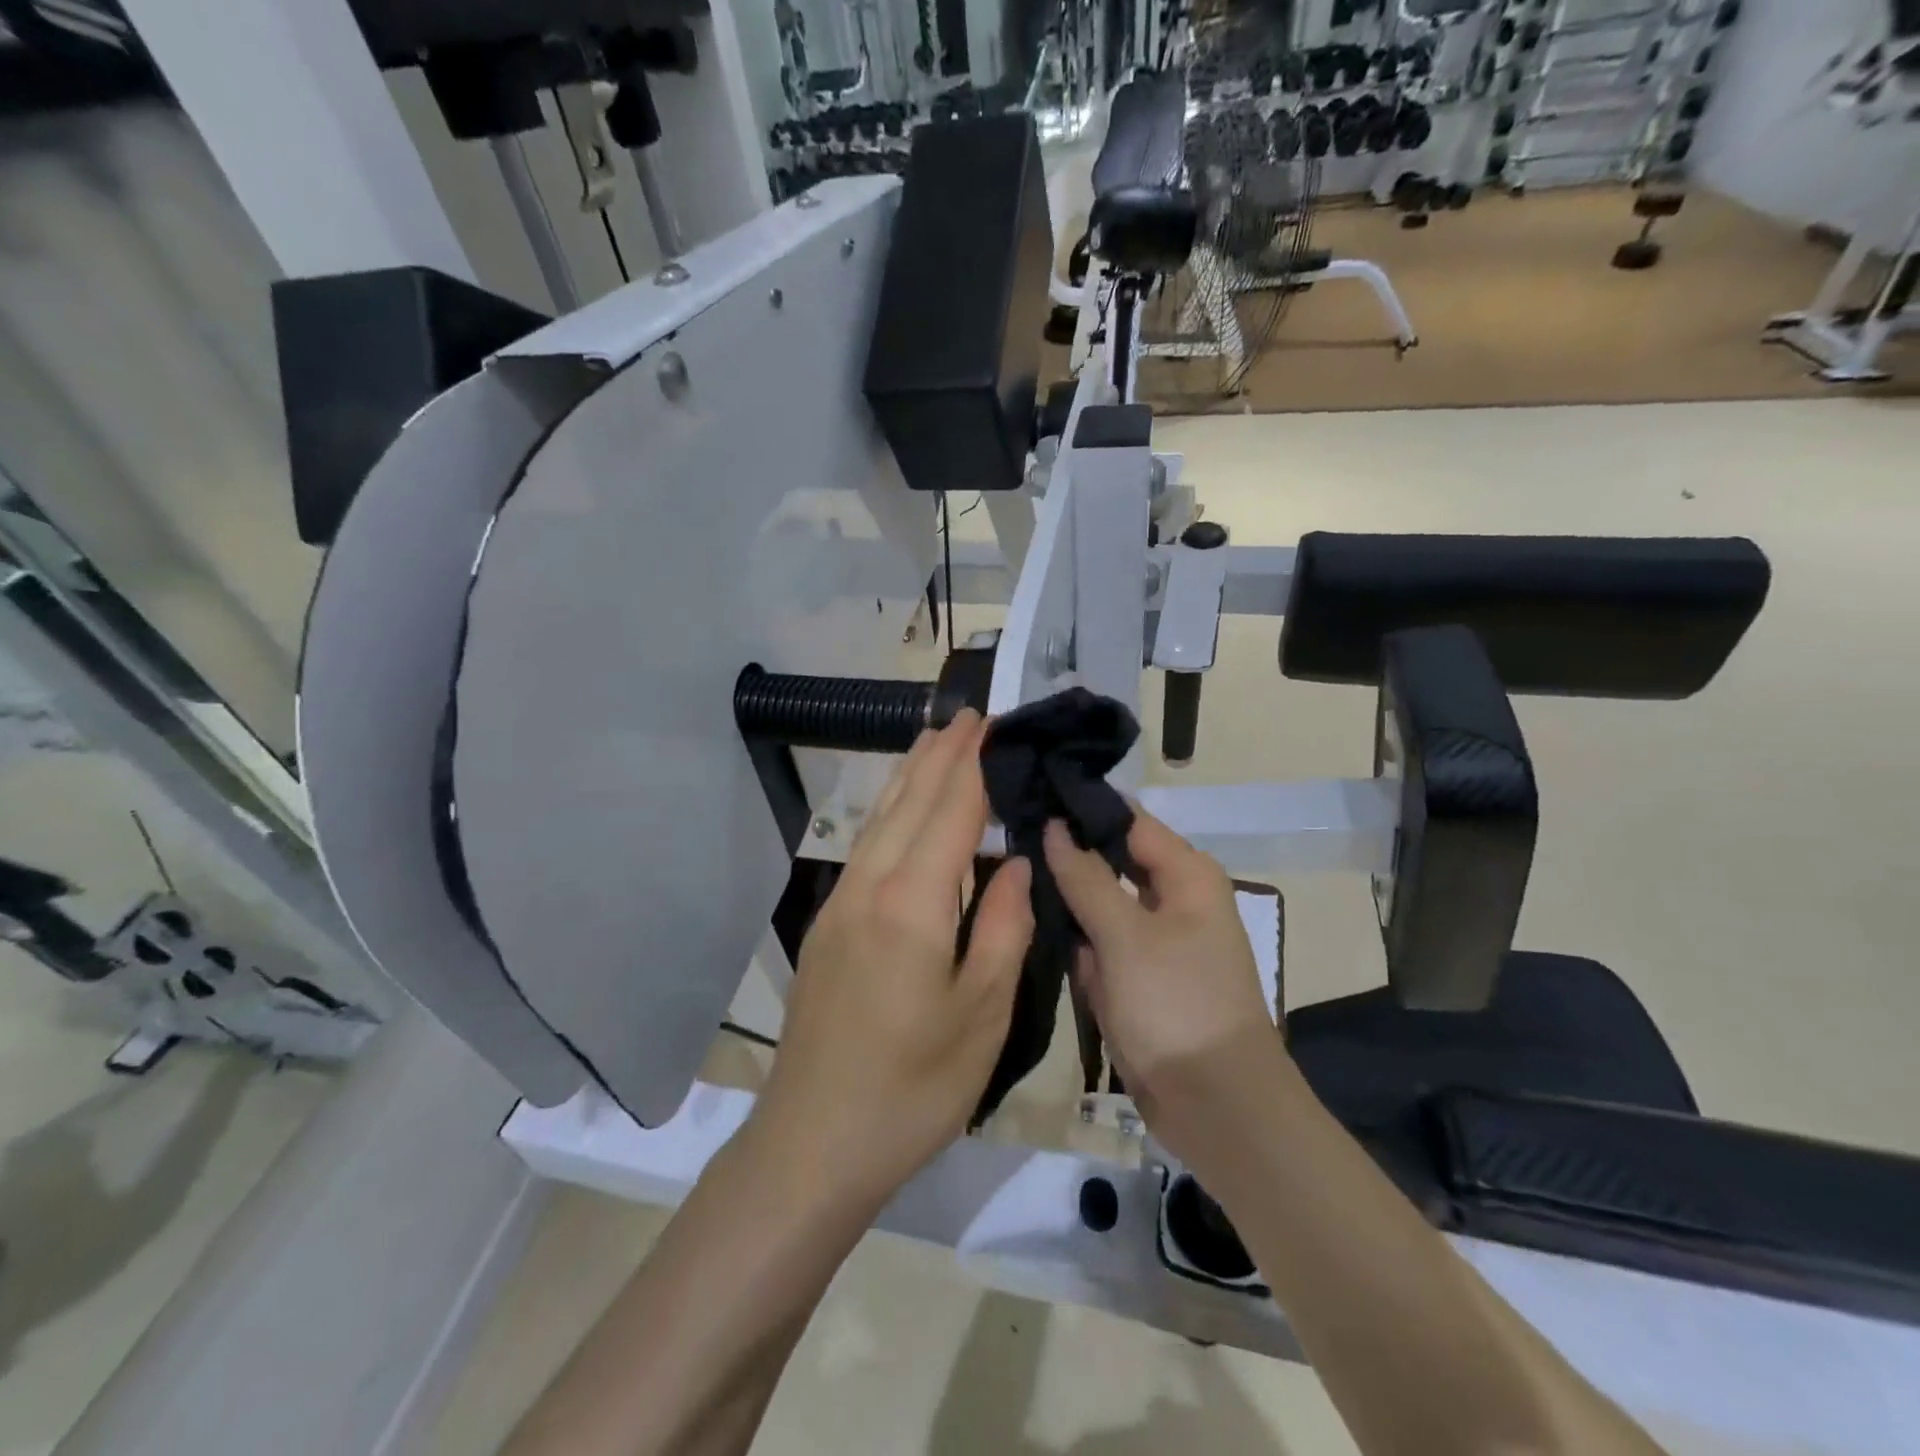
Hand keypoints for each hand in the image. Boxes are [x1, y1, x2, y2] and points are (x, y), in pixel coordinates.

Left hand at [757, 711, 1034, 1207]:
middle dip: (940, 754)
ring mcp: (840, 903)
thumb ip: (1004, 927)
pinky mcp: (827, 924)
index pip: (950, 810)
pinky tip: (904, 811)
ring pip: (880, 817)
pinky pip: (867, 845)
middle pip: (908, 800)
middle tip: (969, 715)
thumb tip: (1013, 863)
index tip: (994, 723)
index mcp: (912, 902)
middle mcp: (869, 885)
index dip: (973, 763)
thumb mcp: (982, 1013)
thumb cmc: (913, 1086)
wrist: (813, 1141)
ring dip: (911, 775)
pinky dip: (892, 810)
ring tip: (936, 741)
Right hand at [1043, 811, 1285, 1167]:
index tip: (1029, 792)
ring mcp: (1152, 939)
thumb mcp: (1125, 935)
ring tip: (1007, 870)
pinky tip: (1026, 917)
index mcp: (1186, 875)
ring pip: (1098, 901)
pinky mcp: (1136, 975)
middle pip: (1111, 859)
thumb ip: (1086, 876)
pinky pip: (1097, 940)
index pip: (1126, 819)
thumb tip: (1054, 825)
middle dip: (1065, 852)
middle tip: (1008, 832)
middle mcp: (1172, 898)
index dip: (1080, 807)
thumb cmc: (1176, 1005)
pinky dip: (1071, 935)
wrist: (1214, 1106)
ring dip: (1063, 896)